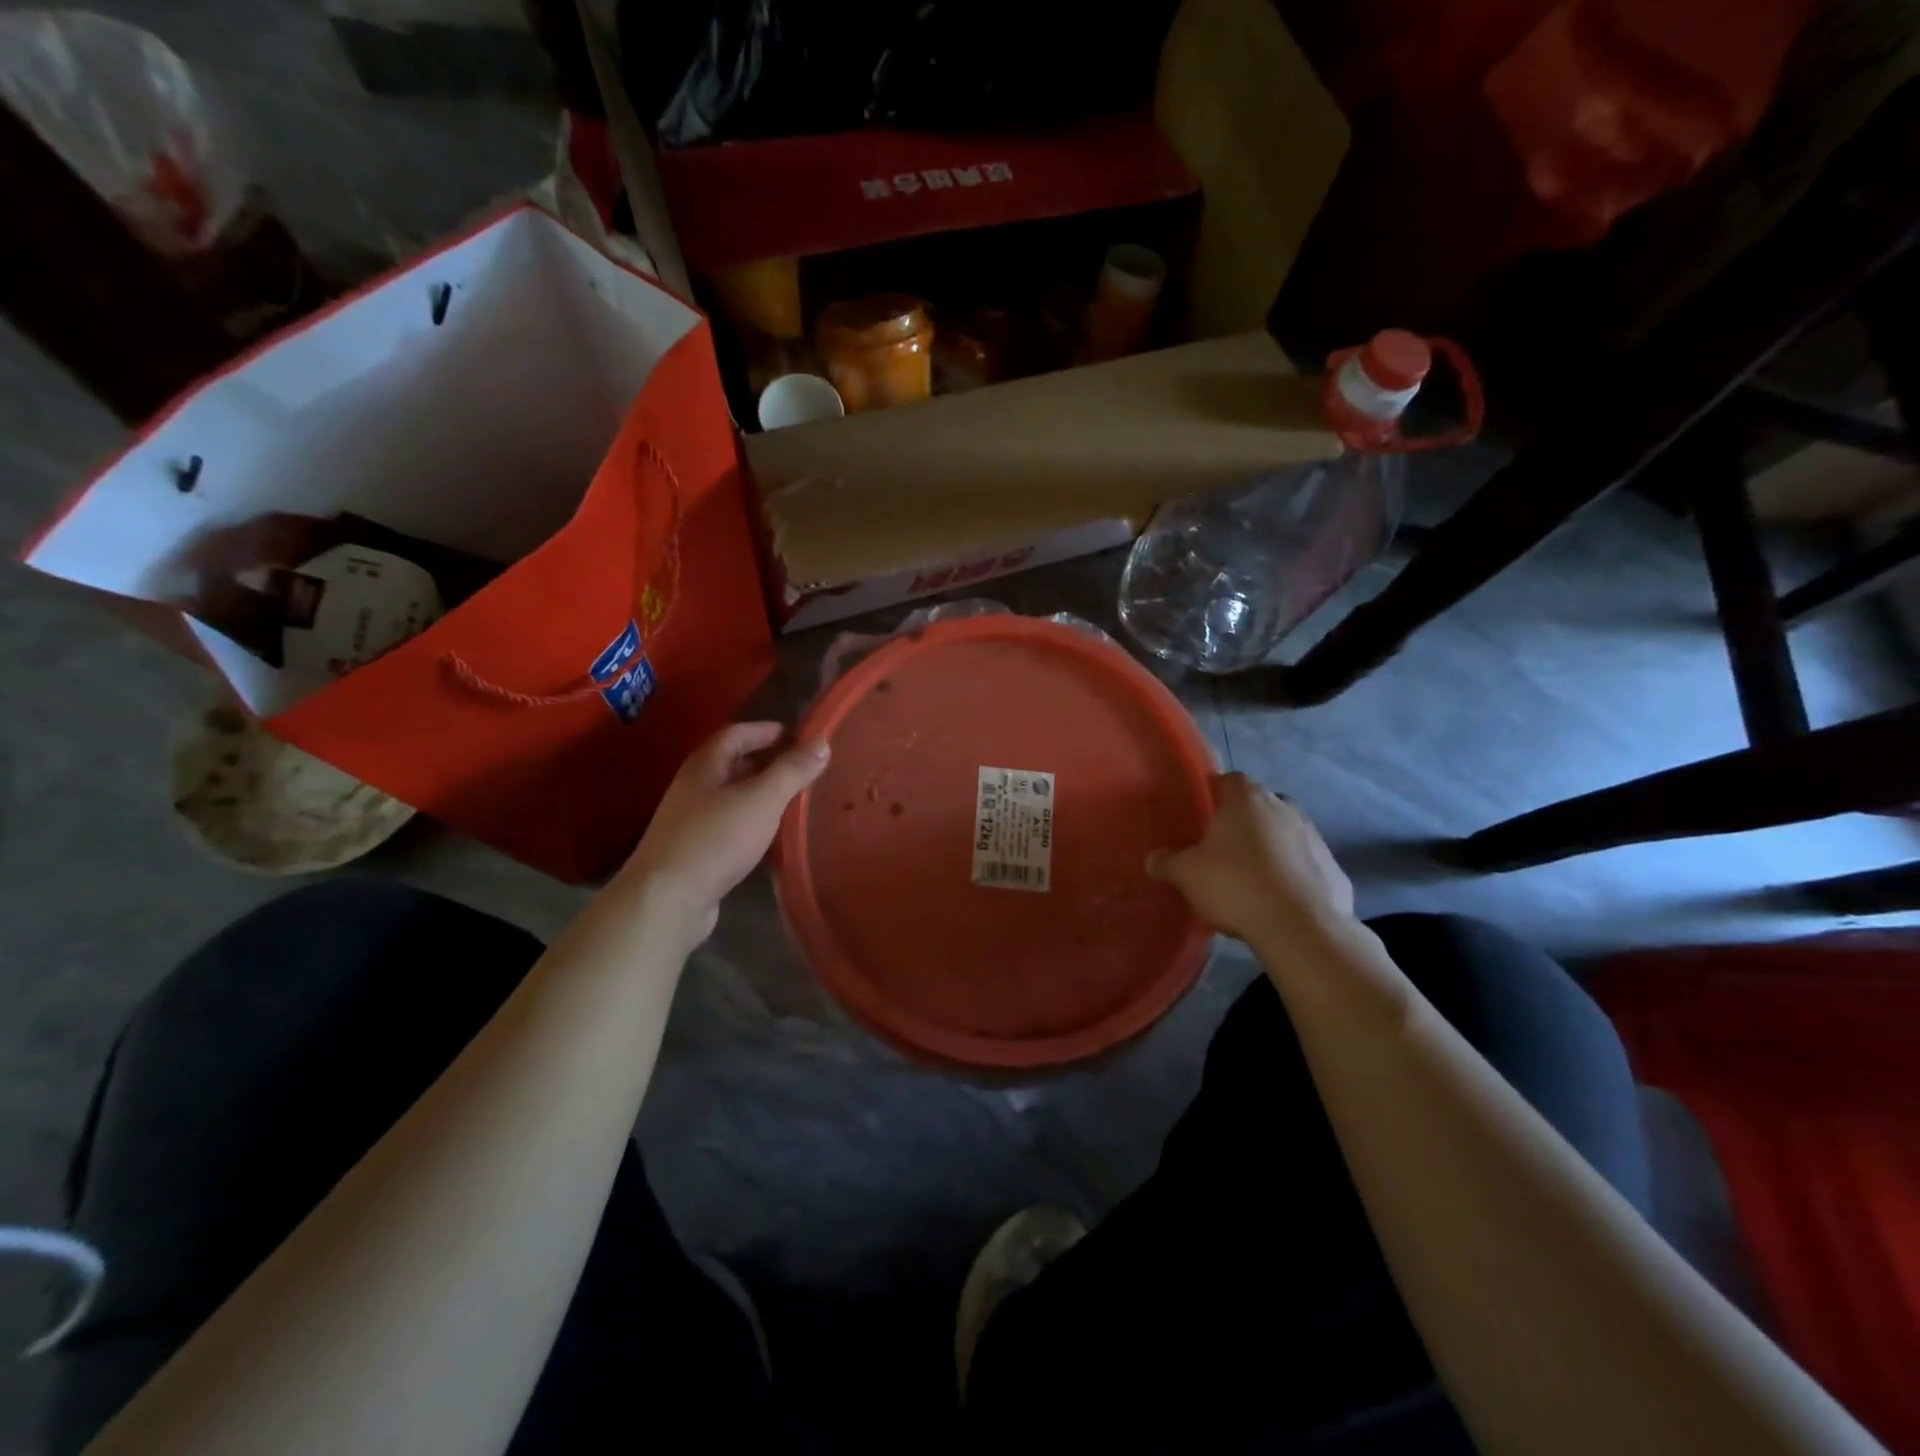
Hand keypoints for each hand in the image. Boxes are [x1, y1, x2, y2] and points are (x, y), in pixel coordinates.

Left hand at [622, 722, 829, 945]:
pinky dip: (753, 823)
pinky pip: (730, 827)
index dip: (767, 731)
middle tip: (805, 769)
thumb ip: (792, 770)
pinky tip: (773, 837)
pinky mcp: (695, 852)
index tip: (800, 737)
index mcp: (705, 765)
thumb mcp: (762, 798)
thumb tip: (821, 741)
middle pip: (733, 764)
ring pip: (732, 797)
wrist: (667, 900)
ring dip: (762, 794)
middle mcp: (694, 787)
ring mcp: (691, 821)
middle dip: (768, 762)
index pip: (737, 733)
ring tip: (796, 801)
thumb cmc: (716, 838)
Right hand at [1146, 773, 1353, 943]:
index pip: (1229, 780)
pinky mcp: (1333, 867)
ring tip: (1252, 876)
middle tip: (1225, 846)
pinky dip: (1294, 873)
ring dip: (1272, 846)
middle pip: (1260, 803)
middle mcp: (1283, 807)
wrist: (1300, 926)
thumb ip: (1167, 862)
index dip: (1215, 793)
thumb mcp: (1186, 875)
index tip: (1203, 814)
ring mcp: (1313, 836)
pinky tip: (1279, 899)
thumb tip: (1153, 859)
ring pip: (1286, 832)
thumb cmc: (1235, 885)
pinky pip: (1306, 863)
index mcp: (1246, 799)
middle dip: (1245, 819)